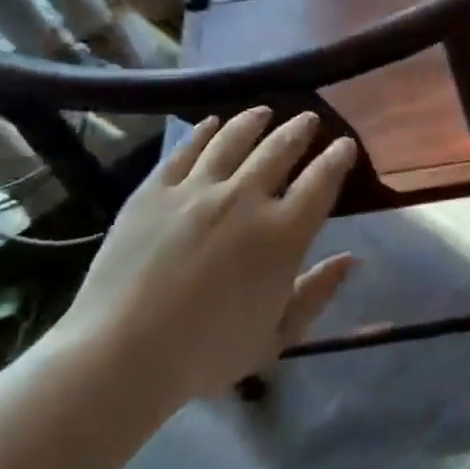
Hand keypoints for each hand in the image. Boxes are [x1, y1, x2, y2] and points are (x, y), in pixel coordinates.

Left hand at [52, 107, 356, 408]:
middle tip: (308, 119)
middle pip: (280, 148)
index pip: (322, 180)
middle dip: (300, 130)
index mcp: (282, 234)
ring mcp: (197, 190)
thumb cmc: (205, 355)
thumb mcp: (275, 337)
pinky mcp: (155, 190)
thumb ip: (316, 294)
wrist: (119, 357)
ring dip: (254, 121)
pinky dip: (202, 132)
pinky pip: (185, 150)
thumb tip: (350, 259)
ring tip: (264, 112)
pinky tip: (210, 123)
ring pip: (233, 139)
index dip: (337, 158)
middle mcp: (245, 199)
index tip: (344, 145)